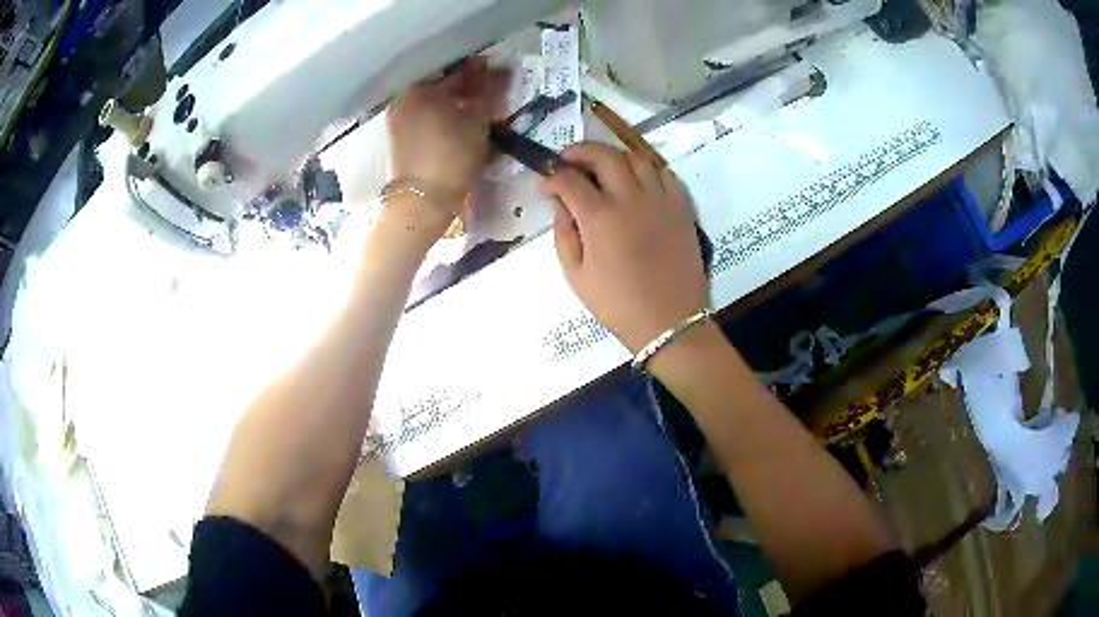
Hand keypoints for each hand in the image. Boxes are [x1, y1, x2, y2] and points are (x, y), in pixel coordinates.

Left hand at [386, 58, 508, 237]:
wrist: (421, 202)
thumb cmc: (451, 157)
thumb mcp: (477, 122)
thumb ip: (488, 94)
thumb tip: (500, 73)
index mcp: (419, 87)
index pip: (457, 70)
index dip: (482, 71)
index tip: (501, 72)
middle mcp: (404, 97)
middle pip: (442, 84)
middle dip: (468, 86)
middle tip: (493, 91)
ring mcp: (399, 117)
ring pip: (434, 100)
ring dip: (456, 101)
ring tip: (480, 108)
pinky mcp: (400, 136)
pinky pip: (426, 114)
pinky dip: (444, 114)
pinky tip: (461, 120)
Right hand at [540, 142, 707, 353]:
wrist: (669, 321)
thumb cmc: (617, 304)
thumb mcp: (575, 276)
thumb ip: (563, 233)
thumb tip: (561, 204)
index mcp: (600, 217)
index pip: (569, 179)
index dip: (552, 176)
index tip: (545, 183)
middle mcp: (630, 198)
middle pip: (603, 155)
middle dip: (580, 151)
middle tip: (568, 160)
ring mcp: (660, 200)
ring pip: (636, 157)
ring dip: (613, 156)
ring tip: (603, 167)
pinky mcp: (681, 208)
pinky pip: (665, 173)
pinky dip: (646, 169)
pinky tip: (637, 181)